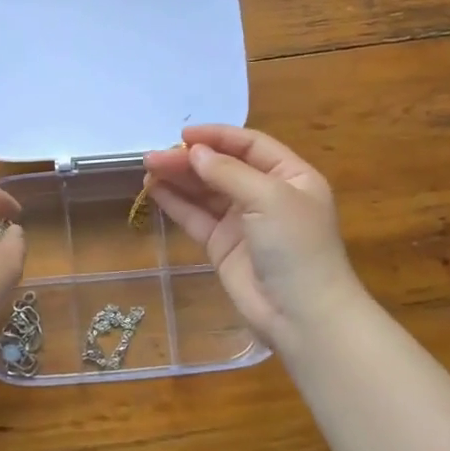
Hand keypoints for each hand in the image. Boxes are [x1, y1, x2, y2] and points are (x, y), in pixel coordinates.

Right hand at [144, 125, 363, 353]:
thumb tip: (194, 152)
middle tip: (154, 157)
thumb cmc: (296, 247)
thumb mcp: (269, 198)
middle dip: (190, 159)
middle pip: (223, 167)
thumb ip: (228, 172)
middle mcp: (267, 194)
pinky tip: (154, 190)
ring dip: (178, 178)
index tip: (183, 135)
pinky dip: (175, 203)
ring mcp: (243, 222)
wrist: (302, 315)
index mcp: (291, 176)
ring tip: (147, 169)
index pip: (250, 145)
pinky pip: (196, 217)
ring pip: (205, 191)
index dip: (217, 136)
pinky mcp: (223, 246)